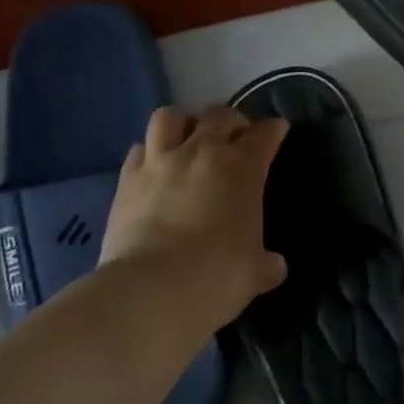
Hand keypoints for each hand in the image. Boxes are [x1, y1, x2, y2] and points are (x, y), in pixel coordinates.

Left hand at [99, 105, 289, 327]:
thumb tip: (273, 265)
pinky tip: (154, 168)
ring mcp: (160, 161)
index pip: (264, 134)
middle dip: (231, 121)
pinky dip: (149, 152)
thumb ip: (266, 263)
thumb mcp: (255, 272)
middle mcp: (202, 152)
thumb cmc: (217, 276)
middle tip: (234, 139)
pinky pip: (139, 149)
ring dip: (183, 124)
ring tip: (187, 141)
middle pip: (219, 115)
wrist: (152, 289)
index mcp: (243, 168)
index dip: (273, 129)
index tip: (277, 130)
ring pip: (170, 117)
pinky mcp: (126, 178)